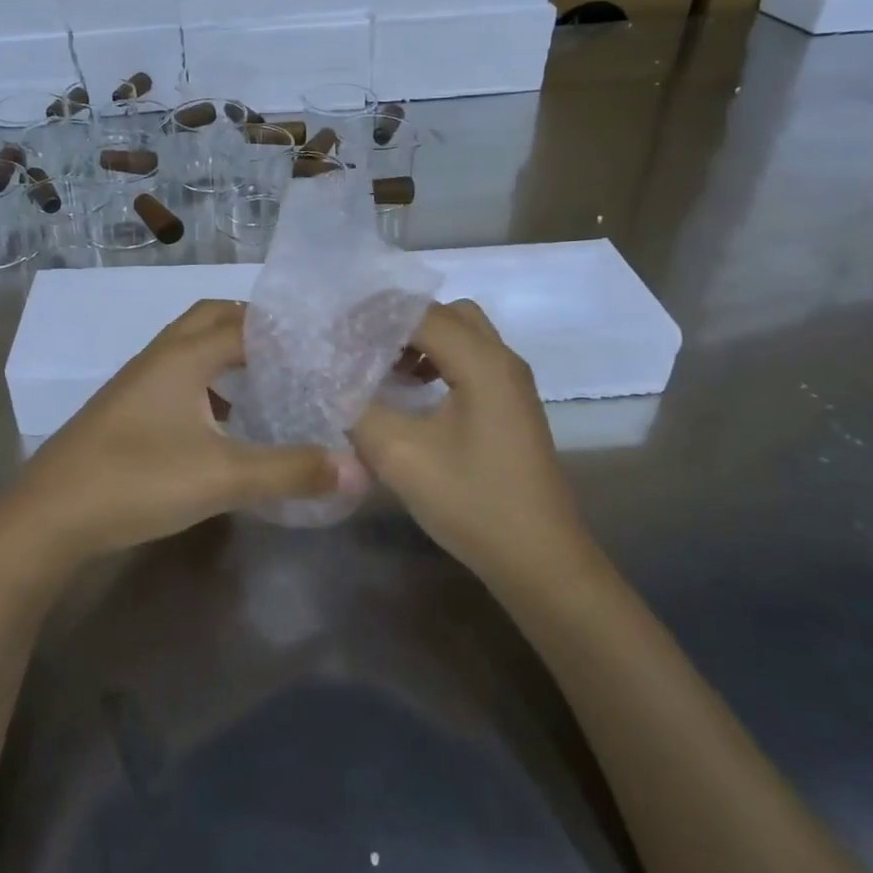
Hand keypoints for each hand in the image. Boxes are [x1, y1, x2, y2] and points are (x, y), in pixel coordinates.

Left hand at [1, 300, 367, 563]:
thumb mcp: (222, 478)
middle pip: (212, 318)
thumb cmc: (136, 481)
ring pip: (191, 347)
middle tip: (297, 352)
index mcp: (184, 356)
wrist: (48, 517)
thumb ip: (290, 471)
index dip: (287, 328)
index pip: (246, 322)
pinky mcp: (126, 408)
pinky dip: (207, 382)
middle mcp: (160, 356)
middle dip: (255, 326)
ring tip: (269, 380)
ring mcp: (138, 381)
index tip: (325, 341)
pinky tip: (224, 421)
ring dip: (228, 353)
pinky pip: (177, 376)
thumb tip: (358, 469)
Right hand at [350, 300, 579, 575]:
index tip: (335, 334)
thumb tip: (334, 380)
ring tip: (383, 368)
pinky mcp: (511, 405)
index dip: (374, 318)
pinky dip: (438, 360)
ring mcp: (512, 384)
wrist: (538, 559)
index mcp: (483, 363)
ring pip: (462, 335)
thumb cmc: (472, 502)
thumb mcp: (401, 456)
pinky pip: (471, 360)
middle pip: (447, 314)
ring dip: (421, 340)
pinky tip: (413, 393)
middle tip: (361, 345)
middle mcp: (503, 360)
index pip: (421, 314)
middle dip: (401, 322)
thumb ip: (359, 409)